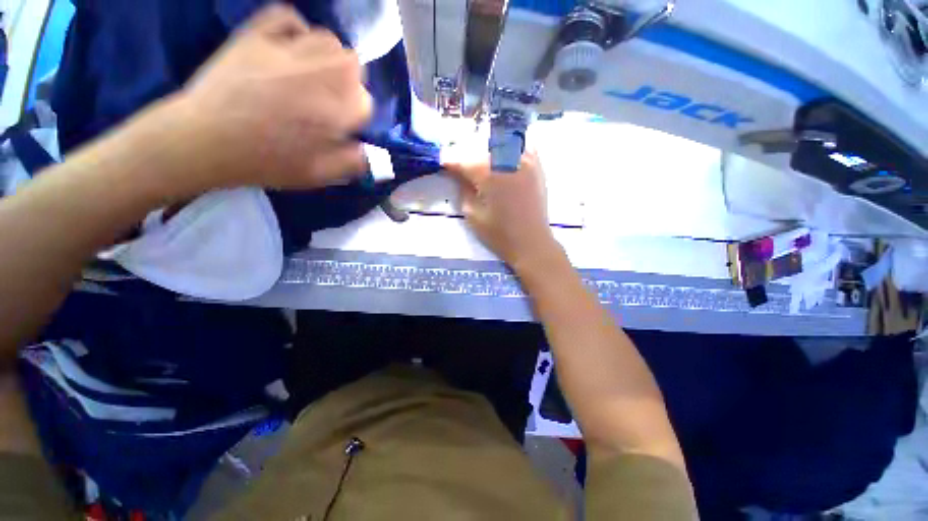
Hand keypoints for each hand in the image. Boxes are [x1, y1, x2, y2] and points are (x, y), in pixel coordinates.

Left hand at [176, 5, 372, 190]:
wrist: (204, 140)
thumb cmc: (267, 161)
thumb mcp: (319, 175)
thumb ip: (354, 163)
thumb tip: (372, 152)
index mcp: (336, 110)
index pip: (365, 103)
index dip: (355, 117)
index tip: (341, 127)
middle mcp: (319, 74)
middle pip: (353, 66)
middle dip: (348, 84)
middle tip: (329, 100)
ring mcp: (286, 49)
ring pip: (327, 40)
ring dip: (328, 58)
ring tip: (312, 76)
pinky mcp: (256, 35)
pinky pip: (287, 16)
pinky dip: (295, 28)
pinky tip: (291, 47)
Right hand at [445, 151, 559, 270]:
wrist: (531, 242)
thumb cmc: (499, 234)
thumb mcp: (473, 215)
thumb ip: (463, 189)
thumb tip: (458, 175)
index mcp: (489, 174)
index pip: (464, 161)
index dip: (451, 162)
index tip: (443, 164)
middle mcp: (508, 160)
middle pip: (482, 148)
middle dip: (468, 154)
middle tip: (461, 165)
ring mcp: (526, 160)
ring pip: (502, 141)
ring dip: (488, 147)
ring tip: (481, 158)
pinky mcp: (537, 166)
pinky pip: (523, 146)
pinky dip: (512, 146)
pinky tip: (505, 154)